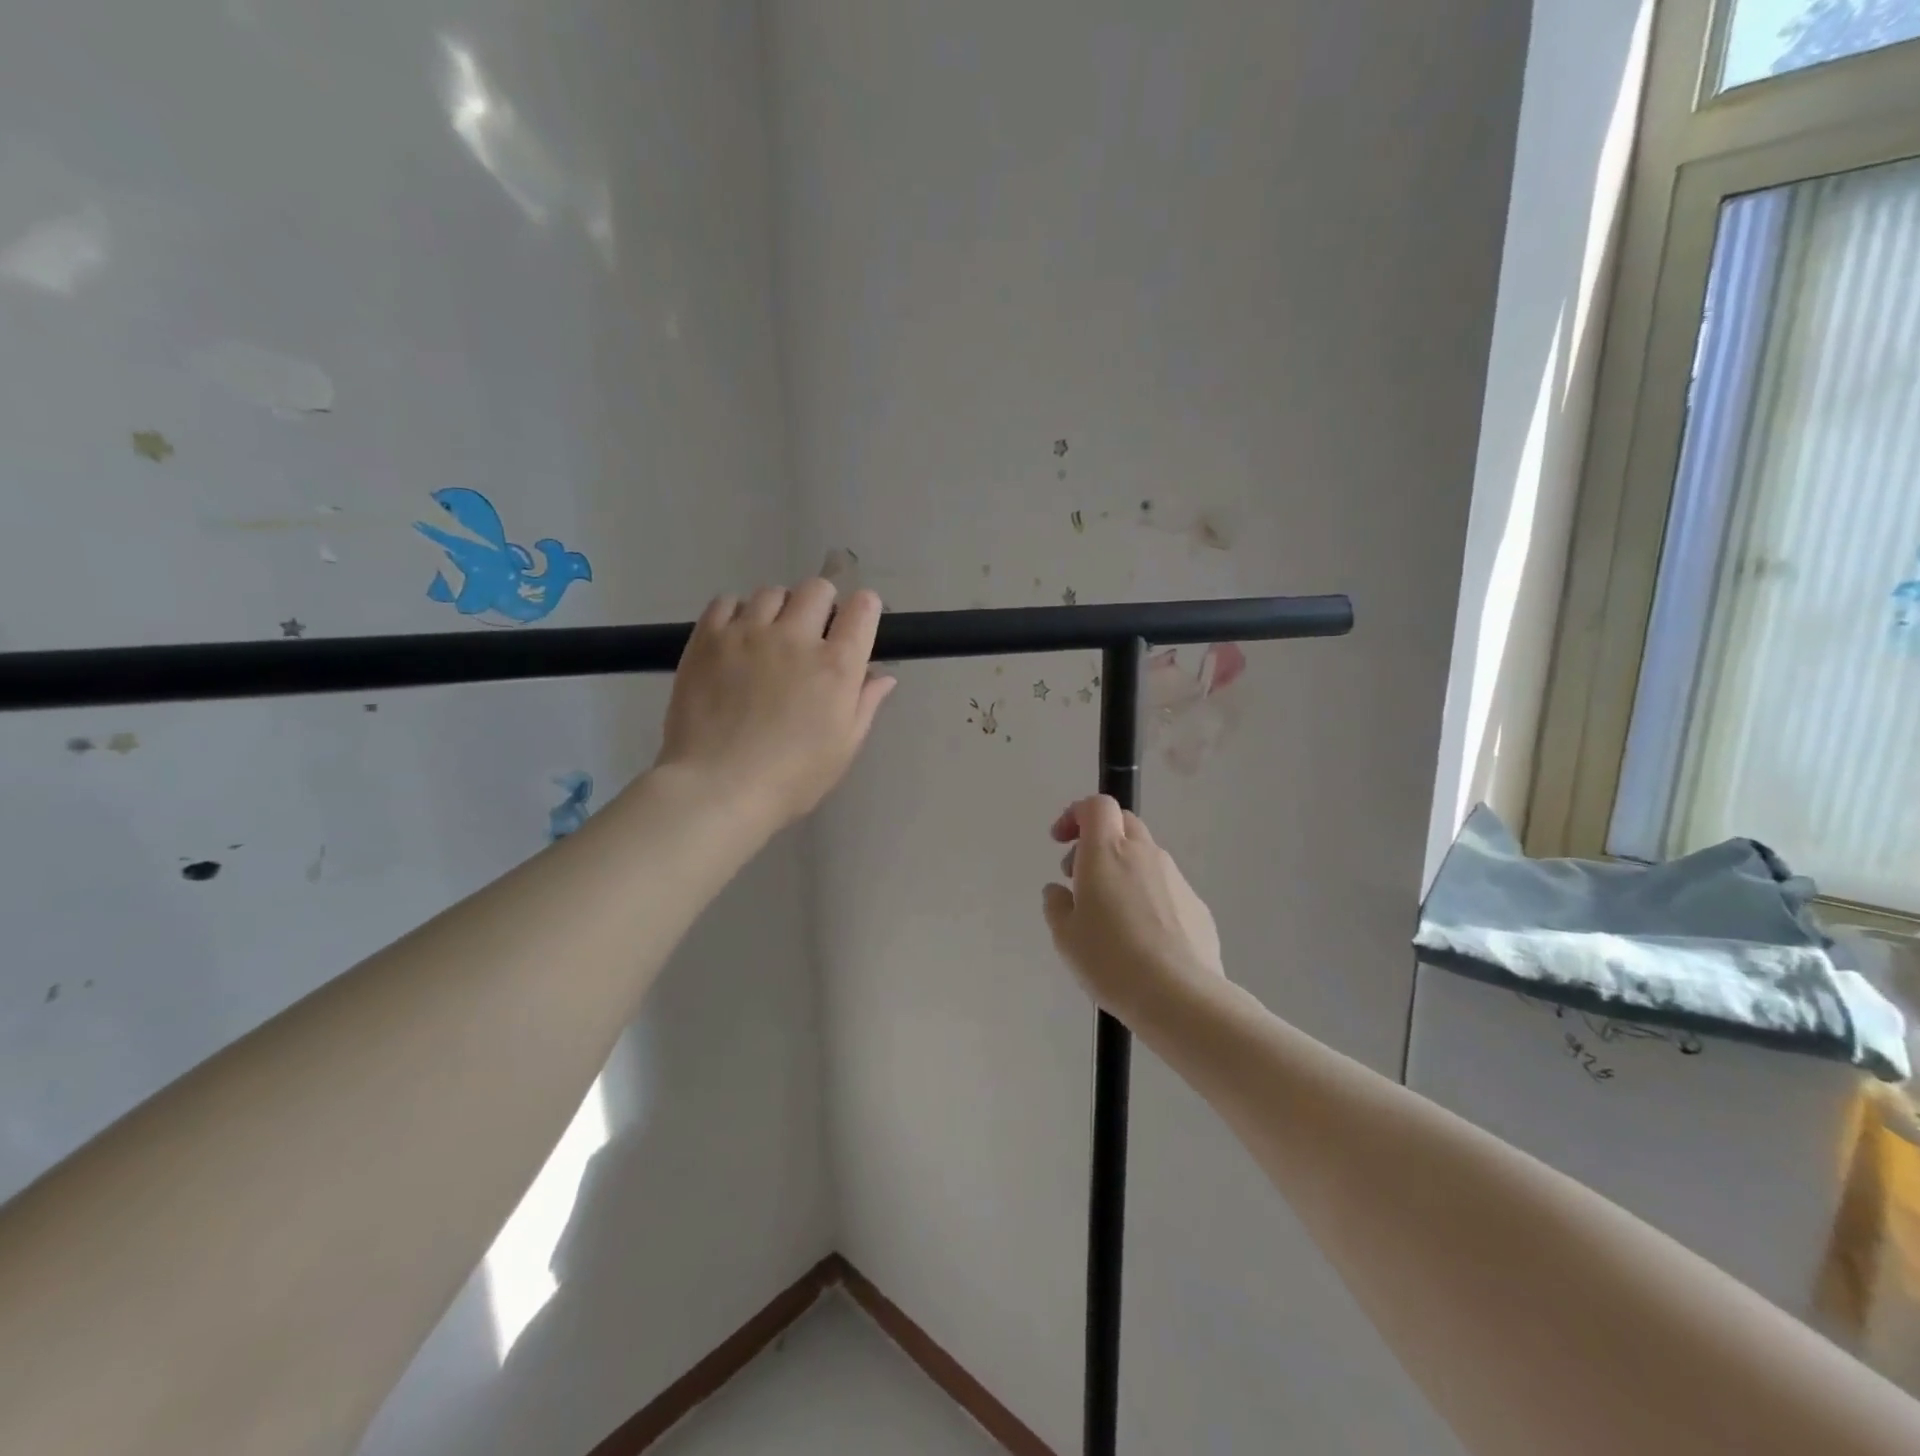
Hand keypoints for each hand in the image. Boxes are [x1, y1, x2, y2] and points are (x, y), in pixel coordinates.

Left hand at [654, 580, 895, 830]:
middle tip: (813, 634)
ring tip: (769, 637)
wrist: (717, 788)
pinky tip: (737, 637)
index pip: (862, 609)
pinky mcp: (708, 639)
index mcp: (836, 666)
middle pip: (816, 589)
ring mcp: (748, 633)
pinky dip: (737, 612)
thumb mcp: (843, 748)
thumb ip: (865, 704)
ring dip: (779, 609)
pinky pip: (726, 601)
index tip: (857, 624)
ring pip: (771, 592)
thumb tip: (883, 675)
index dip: (864, 609)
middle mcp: (795, 637)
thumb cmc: (791, 778)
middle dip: (822, 604)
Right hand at [1042, 796, 1224, 1024]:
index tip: (1061, 841)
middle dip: (1097, 839)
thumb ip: (1057, 905)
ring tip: (1110, 914)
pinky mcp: (1197, 904)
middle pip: (1122, 824)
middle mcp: (1143, 854)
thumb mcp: (1065, 936)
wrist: (1179, 996)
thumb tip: (1059, 892)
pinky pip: (1164, 887)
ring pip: (1144, 856)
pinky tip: (1141, 937)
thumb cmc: (1110, 960)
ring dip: (1122, 869)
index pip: (1097, 806)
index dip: (1076, 814)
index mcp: (1107, 852)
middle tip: (1079, 875)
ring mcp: (1175, 877)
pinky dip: (1146, 895)